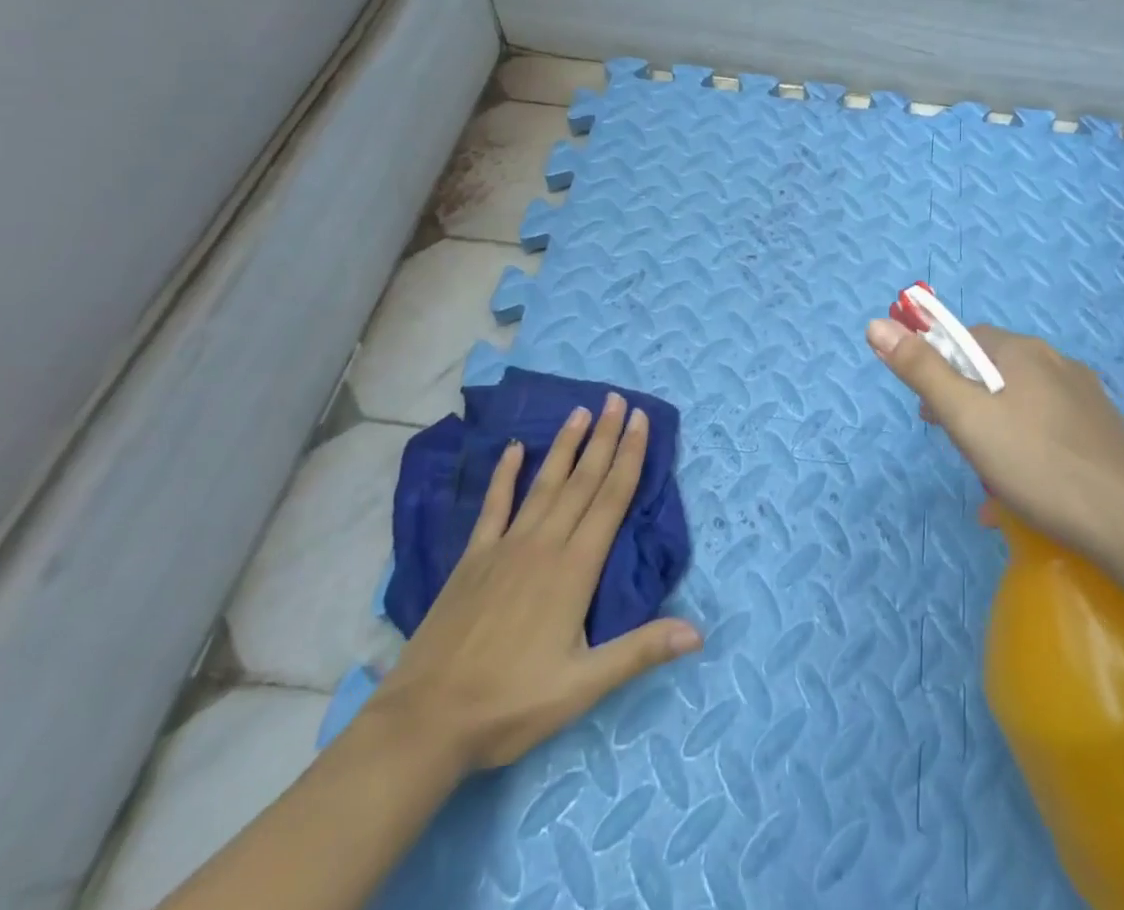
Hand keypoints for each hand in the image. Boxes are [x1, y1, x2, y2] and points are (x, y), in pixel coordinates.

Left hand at [361, 394, 701, 775]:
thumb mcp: (583, 686)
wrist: (425, 722)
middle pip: (583, 480)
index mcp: (575, 568)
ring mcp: (506, 547)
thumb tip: (698, 634)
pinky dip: (505, 474)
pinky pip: (494, 505)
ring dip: (566, 446)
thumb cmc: (511, 704)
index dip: (629, 456)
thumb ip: (640, 651)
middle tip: (618, 399)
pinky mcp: (474, 558)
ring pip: (544, 483)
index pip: (612, 499)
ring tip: (581, 411)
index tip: (641, 420)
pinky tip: (514, 448)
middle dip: (605, 438)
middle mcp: (544, 544)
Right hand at [866, 319, 1123, 564]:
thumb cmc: (1037, 466)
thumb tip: (877, 324)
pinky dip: (1025, 449)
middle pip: (992, 371)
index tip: (929, 412)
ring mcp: (1084, 397)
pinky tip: (1020, 492)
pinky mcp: (1101, 431)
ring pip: (1020, 403)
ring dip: (993, 431)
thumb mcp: (967, 418)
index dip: (938, 369)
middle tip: (956, 446)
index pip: (966, 340)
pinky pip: (1047, 428)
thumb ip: (921, 370)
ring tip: (986, 478)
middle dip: (965, 404)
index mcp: (1023, 351)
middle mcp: (1056, 362)